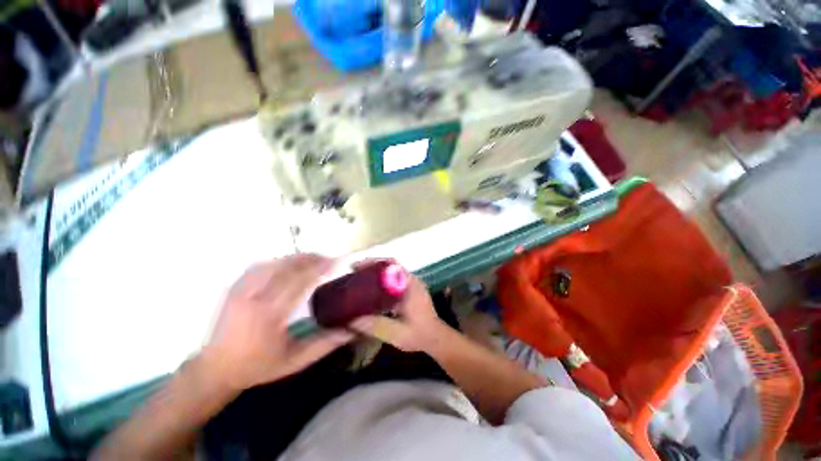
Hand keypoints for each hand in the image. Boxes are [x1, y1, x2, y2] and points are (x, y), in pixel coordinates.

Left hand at [202, 254, 352, 390]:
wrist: (215, 369)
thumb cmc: (258, 367)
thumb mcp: (296, 360)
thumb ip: (327, 342)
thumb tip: (354, 328)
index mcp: (269, 315)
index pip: (299, 282)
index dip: (319, 268)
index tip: (335, 262)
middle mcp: (253, 297)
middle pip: (286, 267)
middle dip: (310, 259)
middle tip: (328, 259)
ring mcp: (240, 290)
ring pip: (273, 263)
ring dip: (296, 258)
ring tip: (313, 259)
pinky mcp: (234, 287)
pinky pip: (260, 265)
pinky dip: (279, 260)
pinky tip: (289, 263)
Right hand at [350, 272, 449, 352]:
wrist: (436, 338)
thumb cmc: (418, 335)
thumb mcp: (396, 334)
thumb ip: (375, 326)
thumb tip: (350, 320)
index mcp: (410, 285)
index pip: (392, 265)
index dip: (374, 263)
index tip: (357, 267)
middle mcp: (412, 280)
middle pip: (391, 265)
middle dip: (372, 266)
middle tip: (354, 272)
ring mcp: (412, 284)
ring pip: (392, 271)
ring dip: (376, 272)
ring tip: (359, 278)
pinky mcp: (411, 289)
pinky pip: (394, 278)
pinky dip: (382, 279)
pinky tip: (371, 289)